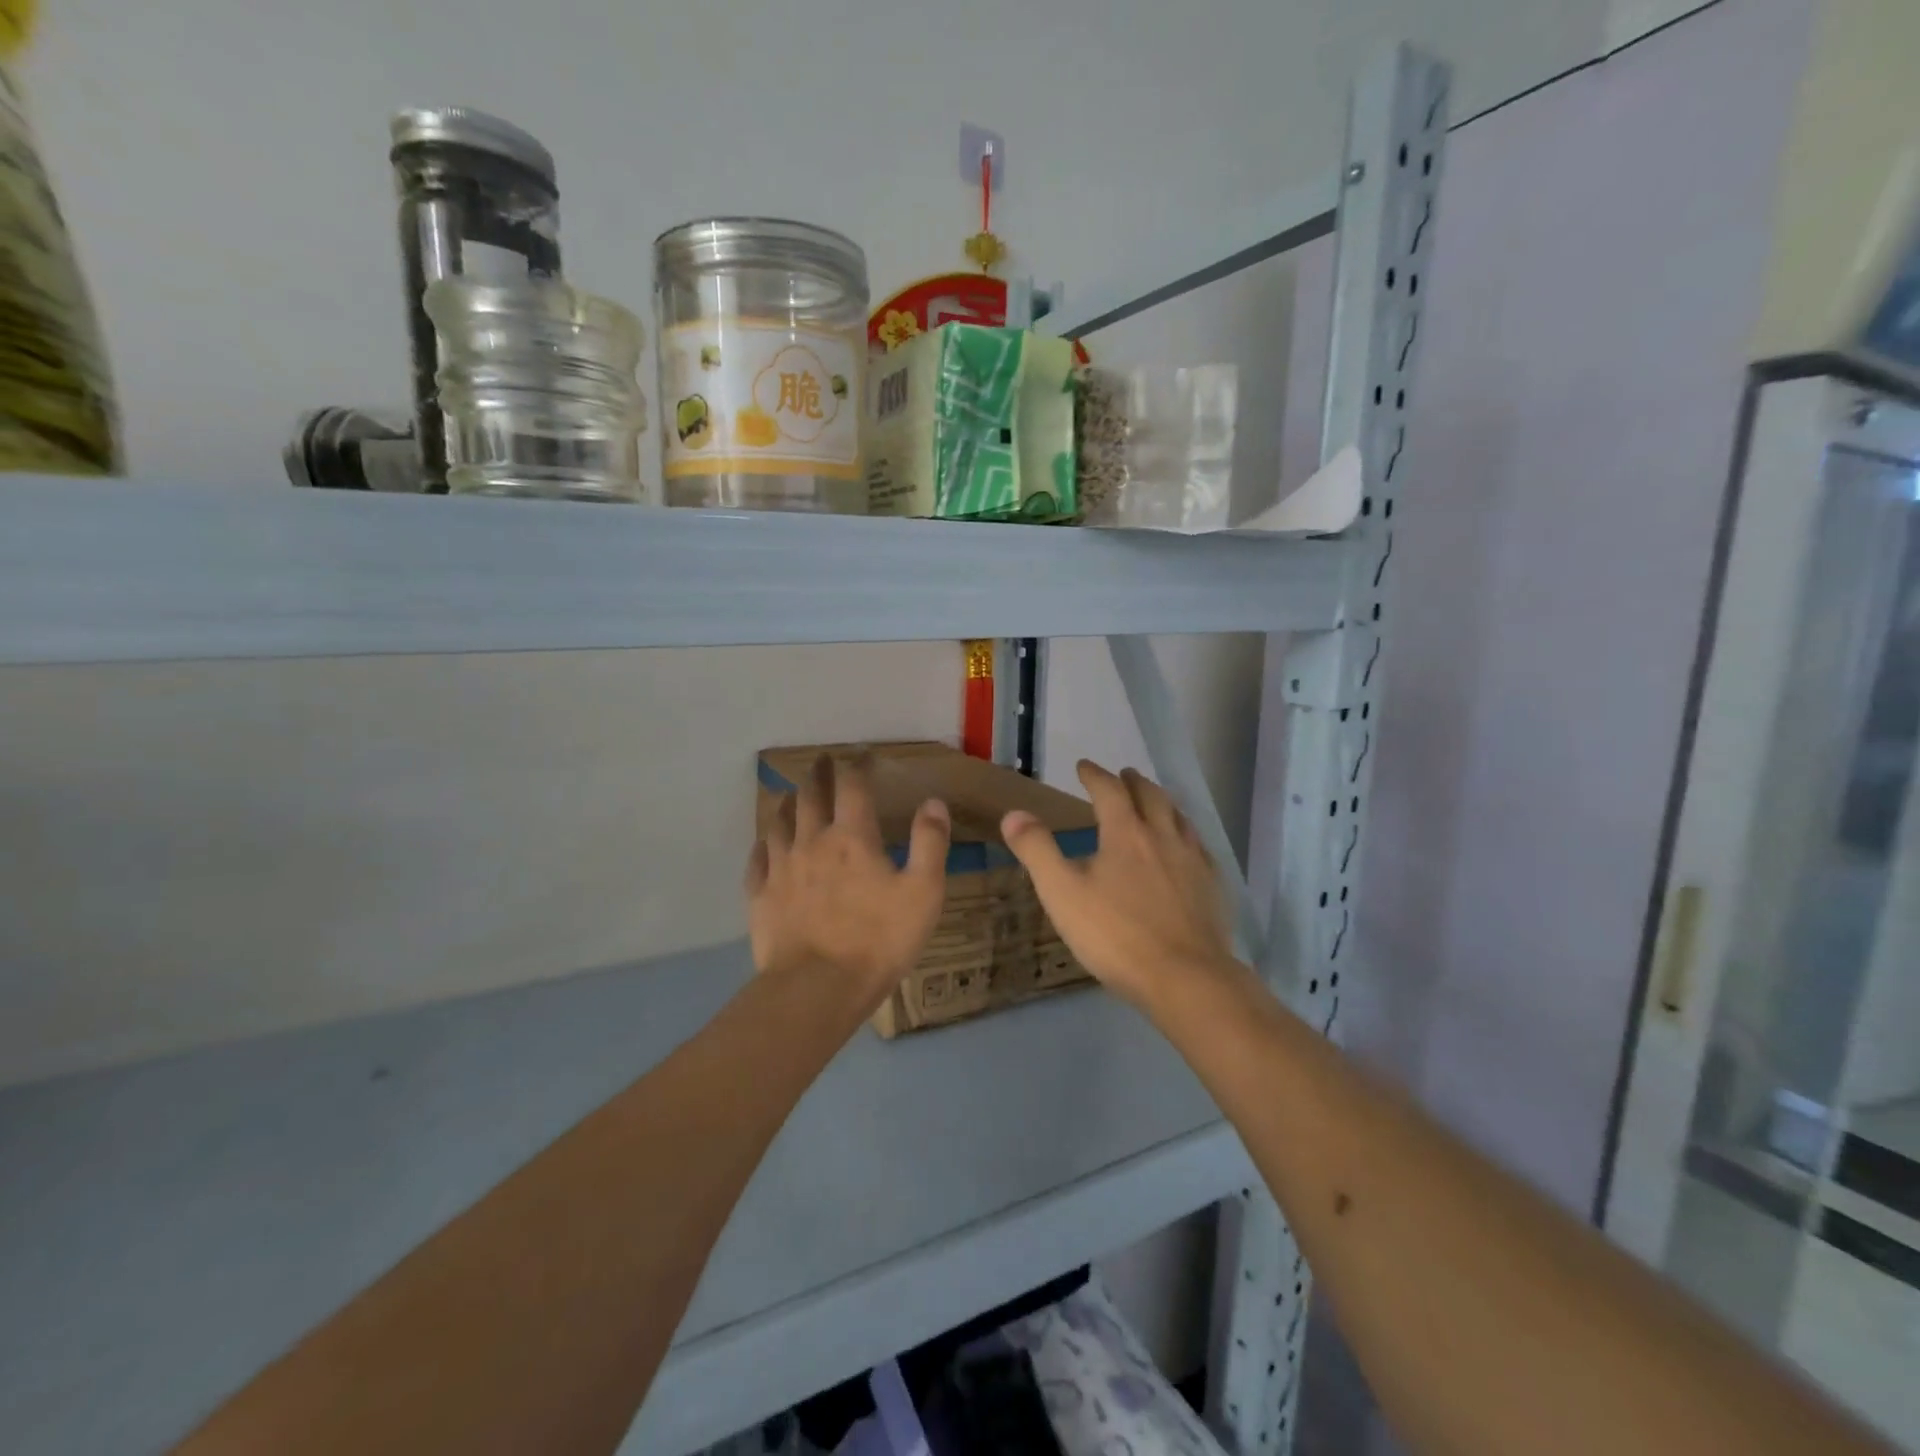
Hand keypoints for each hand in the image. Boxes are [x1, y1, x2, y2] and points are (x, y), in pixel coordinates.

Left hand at [746, 752, 950, 1008]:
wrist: (817, 988)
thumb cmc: (878, 940)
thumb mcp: (923, 892)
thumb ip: (930, 843)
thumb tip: (932, 801)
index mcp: (853, 838)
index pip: (854, 787)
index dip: (858, 766)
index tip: (862, 756)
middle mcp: (812, 842)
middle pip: (811, 796)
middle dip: (818, 774)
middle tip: (821, 761)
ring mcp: (781, 869)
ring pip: (779, 823)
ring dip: (788, 804)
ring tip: (791, 796)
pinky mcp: (760, 897)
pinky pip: (757, 860)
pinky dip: (763, 845)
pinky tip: (765, 844)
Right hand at [1000, 760, 1233, 1009]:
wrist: (1185, 978)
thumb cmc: (1115, 935)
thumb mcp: (1061, 893)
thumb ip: (1037, 850)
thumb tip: (1014, 813)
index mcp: (1125, 833)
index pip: (1109, 790)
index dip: (1094, 775)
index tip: (1084, 766)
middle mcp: (1162, 836)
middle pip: (1150, 796)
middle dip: (1133, 782)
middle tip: (1124, 775)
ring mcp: (1193, 860)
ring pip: (1179, 817)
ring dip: (1162, 802)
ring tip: (1155, 802)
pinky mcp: (1212, 886)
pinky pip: (1199, 846)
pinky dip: (1186, 833)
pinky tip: (1186, 848)